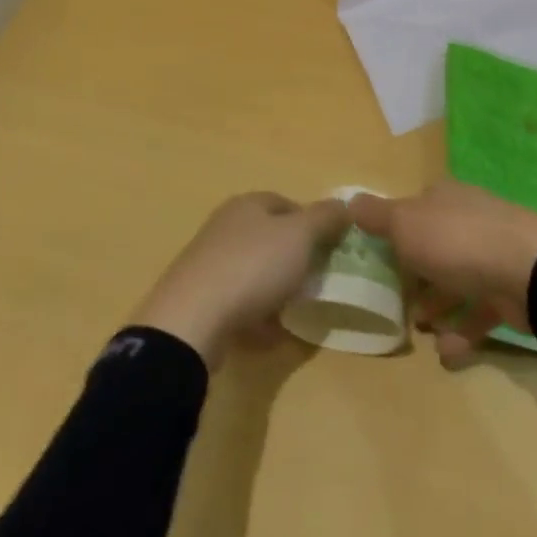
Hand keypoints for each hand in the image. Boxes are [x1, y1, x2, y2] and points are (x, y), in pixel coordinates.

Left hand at [133, 192, 349, 367]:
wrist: (192, 321)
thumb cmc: (253, 267)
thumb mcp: (300, 235)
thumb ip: (325, 218)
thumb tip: (344, 206)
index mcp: (247, 205)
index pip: (286, 203)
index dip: (311, 222)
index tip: (330, 248)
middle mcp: (225, 227)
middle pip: (269, 237)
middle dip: (294, 257)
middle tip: (316, 279)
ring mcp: (208, 264)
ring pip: (253, 271)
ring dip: (276, 289)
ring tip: (296, 309)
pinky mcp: (199, 299)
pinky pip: (238, 303)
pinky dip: (257, 316)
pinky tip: (271, 334)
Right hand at [351, 181, 536, 366]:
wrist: (528, 271)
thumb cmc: (456, 240)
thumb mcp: (405, 223)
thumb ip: (377, 216)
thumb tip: (350, 200)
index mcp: (444, 199)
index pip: (415, 209)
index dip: (396, 230)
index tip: (378, 257)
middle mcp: (468, 221)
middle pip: (435, 246)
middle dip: (416, 273)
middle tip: (396, 300)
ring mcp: (492, 256)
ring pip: (457, 280)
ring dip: (438, 305)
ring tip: (420, 329)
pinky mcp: (509, 291)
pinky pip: (479, 312)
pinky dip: (462, 332)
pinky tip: (446, 354)